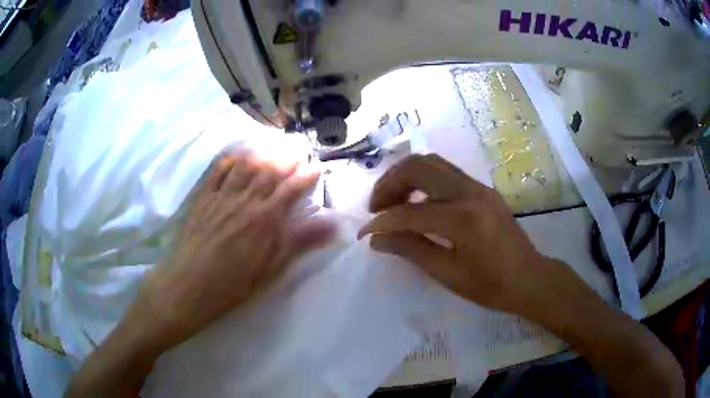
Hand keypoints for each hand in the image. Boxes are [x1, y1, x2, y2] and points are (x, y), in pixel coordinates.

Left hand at [132, 151, 333, 351]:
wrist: (188, 285)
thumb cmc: (232, 284)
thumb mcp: (271, 270)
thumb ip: (299, 243)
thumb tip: (333, 225)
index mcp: (264, 219)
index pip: (291, 189)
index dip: (306, 176)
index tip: (317, 167)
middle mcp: (245, 200)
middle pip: (269, 170)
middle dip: (287, 158)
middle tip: (298, 150)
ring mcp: (221, 196)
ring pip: (245, 165)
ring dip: (261, 154)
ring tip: (272, 150)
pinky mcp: (203, 198)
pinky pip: (217, 171)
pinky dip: (230, 160)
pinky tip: (237, 157)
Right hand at [358, 154, 575, 317]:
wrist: (530, 278)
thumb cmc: (492, 286)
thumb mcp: (449, 275)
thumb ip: (412, 250)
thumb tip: (377, 239)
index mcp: (463, 219)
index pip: (409, 213)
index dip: (381, 223)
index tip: (363, 233)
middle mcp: (470, 192)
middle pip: (417, 167)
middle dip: (389, 184)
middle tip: (376, 207)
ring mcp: (478, 186)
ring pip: (431, 162)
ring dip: (405, 176)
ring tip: (392, 201)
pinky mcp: (482, 189)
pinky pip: (444, 172)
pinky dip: (423, 180)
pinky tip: (416, 201)